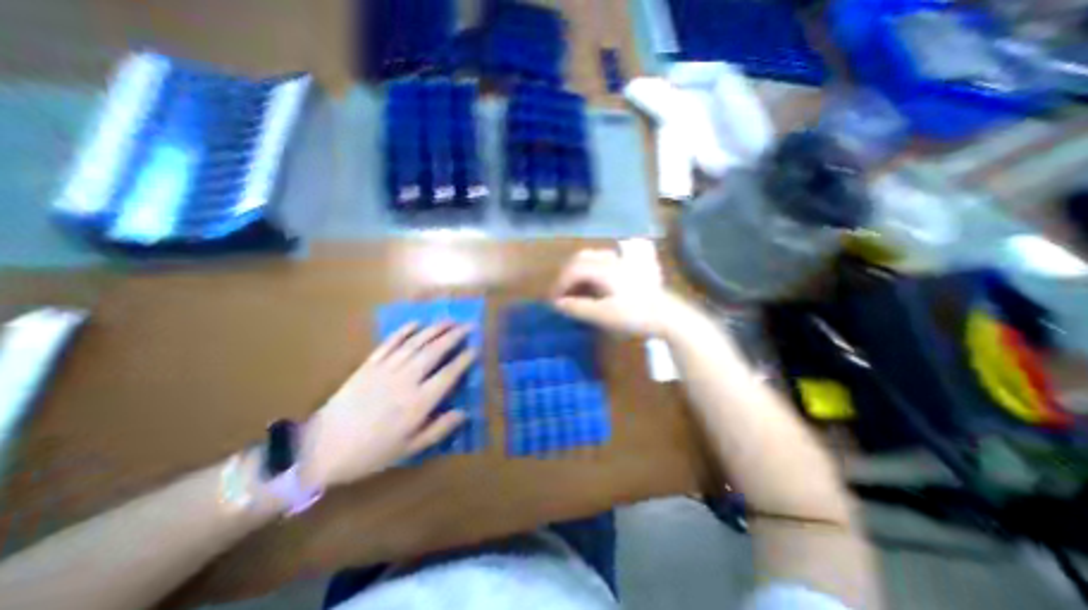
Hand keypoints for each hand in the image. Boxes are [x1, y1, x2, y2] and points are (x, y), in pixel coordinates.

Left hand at [295, 322, 471, 487]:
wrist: (320, 449)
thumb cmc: (370, 453)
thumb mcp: (409, 449)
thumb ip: (439, 430)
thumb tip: (464, 413)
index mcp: (418, 402)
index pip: (448, 374)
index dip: (464, 360)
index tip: (475, 349)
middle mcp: (405, 380)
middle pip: (435, 351)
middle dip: (454, 336)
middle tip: (469, 326)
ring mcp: (386, 369)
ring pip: (416, 343)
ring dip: (435, 329)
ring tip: (450, 320)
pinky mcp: (369, 365)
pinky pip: (390, 343)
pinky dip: (404, 331)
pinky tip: (416, 323)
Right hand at [554, 248, 677, 337]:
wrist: (667, 316)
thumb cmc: (634, 315)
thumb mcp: (603, 315)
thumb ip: (578, 308)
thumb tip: (558, 304)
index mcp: (604, 269)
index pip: (574, 269)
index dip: (560, 283)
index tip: (554, 300)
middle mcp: (611, 260)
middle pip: (581, 258)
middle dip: (568, 274)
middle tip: (562, 291)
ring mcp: (622, 262)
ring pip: (593, 257)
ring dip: (579, 270)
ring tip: (575, 287)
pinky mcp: (630, 269)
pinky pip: (604, 262)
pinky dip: (592, 270)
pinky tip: (594, 284)